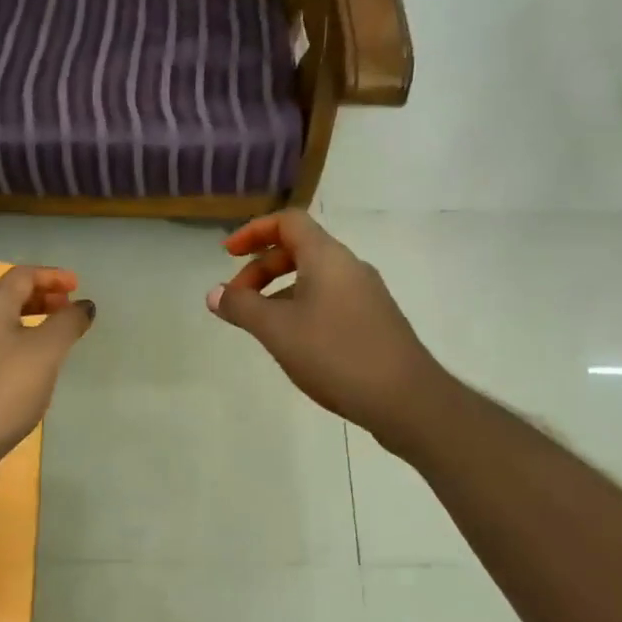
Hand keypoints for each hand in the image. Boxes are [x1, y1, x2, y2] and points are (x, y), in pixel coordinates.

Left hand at [0, 266, 94, 470]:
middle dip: (41, 298)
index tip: (78, 286)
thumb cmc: (2, 391)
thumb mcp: (44, 352)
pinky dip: (20, 348)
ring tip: (57, 339)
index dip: (51, 276)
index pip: (21, 276)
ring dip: (31, 324)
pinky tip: (34, 372)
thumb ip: (67, 324)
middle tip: (68, 309)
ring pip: (2, 327)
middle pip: (8, 299)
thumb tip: (84, 305)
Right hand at [206, 211, 442, 446]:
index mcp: (327, 257)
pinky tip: (293, 344)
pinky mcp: (373, 322)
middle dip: (261, 269)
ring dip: (279, 293)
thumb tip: (215, 293)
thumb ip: (242, 307)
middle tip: (237, 301)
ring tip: (260, 326)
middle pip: (299, 250)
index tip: (227, 255)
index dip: (253, 231)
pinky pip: (329, 301)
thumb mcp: (277, 330)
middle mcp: (349, 267)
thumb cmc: (336, 354)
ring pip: (313, 279)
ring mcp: (366, 295)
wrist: (406, 399)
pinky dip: (301, 309)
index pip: (288, 222)